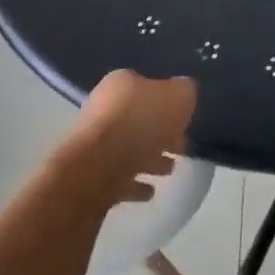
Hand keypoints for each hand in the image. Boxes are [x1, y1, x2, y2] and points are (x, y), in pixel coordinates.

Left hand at [60, 70, 195, 204]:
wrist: (98, 168)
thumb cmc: (142, 122)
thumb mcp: (180, 96)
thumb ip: (185, 91)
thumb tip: (184, 92)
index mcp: (120, 83)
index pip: (148, 86)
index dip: (169, 102)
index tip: (185, 119)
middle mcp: (102, 108)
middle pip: (138, 119)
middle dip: (161, 133)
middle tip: (181, 147)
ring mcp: (93, 143)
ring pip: (128, 148)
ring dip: (150, 158)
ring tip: (170, 169)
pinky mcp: (89, 174)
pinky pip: (118, 176)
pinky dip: (135, 182)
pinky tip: (150, 191)